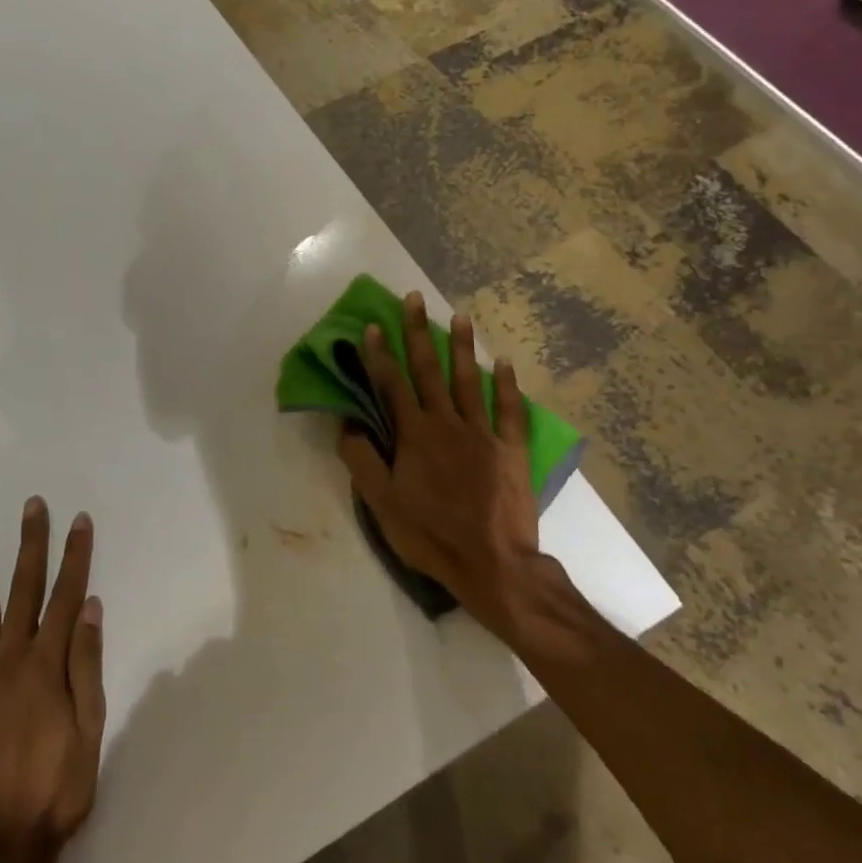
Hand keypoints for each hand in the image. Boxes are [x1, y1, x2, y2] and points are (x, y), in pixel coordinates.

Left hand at [0, 497, 105, 862]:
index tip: (79, 520)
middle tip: (32, 505)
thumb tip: (89, 607)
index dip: (75, 556)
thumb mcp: (90, 732)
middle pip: (24, 591)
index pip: (66, 597)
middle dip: (31, 544)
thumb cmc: (54, 792)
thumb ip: (87, 666)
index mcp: (49, 667)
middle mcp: (11, 660)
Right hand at [338, 291, 594, 653]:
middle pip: (429, 370)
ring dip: (461, 346)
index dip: (378, 353)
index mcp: (415, 435)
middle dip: (417, 332)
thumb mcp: (382, 503)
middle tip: (413, 299)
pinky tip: (504, 362)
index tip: (371, 325)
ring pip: (469, 380)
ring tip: (457, 315)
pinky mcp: (511, 449)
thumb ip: (362, 460)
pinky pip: (510, 409)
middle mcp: (447, 423)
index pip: (391, 384)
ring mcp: (483, 433)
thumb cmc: (430, 535)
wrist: (492, 563)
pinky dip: (507, 384)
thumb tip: (349, 426)